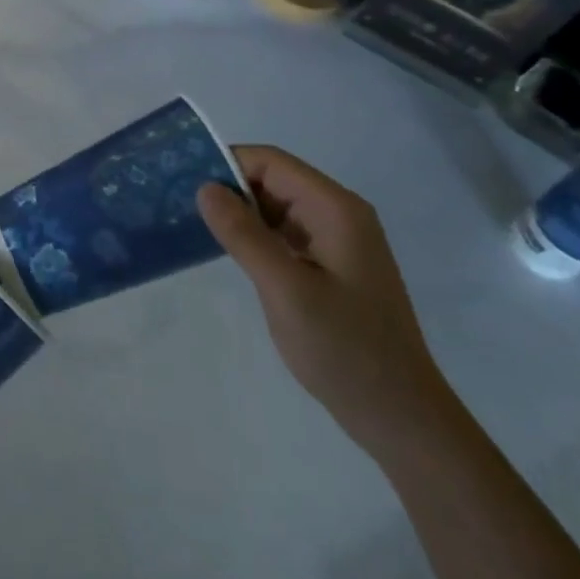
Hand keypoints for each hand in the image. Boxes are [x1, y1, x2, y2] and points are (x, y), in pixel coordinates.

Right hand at [198, 146, 457, 459]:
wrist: (399, 416)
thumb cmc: (344, 349)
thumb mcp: (285, 289)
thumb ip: (243, 235)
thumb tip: (205, 187)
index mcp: (335, 210)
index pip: (271, 162)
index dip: (226, 164)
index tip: (183, 183)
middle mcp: (339, 214)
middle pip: (273, 179)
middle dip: (228, 187)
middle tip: (180, 204)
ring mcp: (337, 240)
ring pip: (276, 206)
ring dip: (239, 212)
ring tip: (194, 224)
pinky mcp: (330, 265)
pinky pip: (285, 232)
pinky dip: (255, 234)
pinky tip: (228, 250)